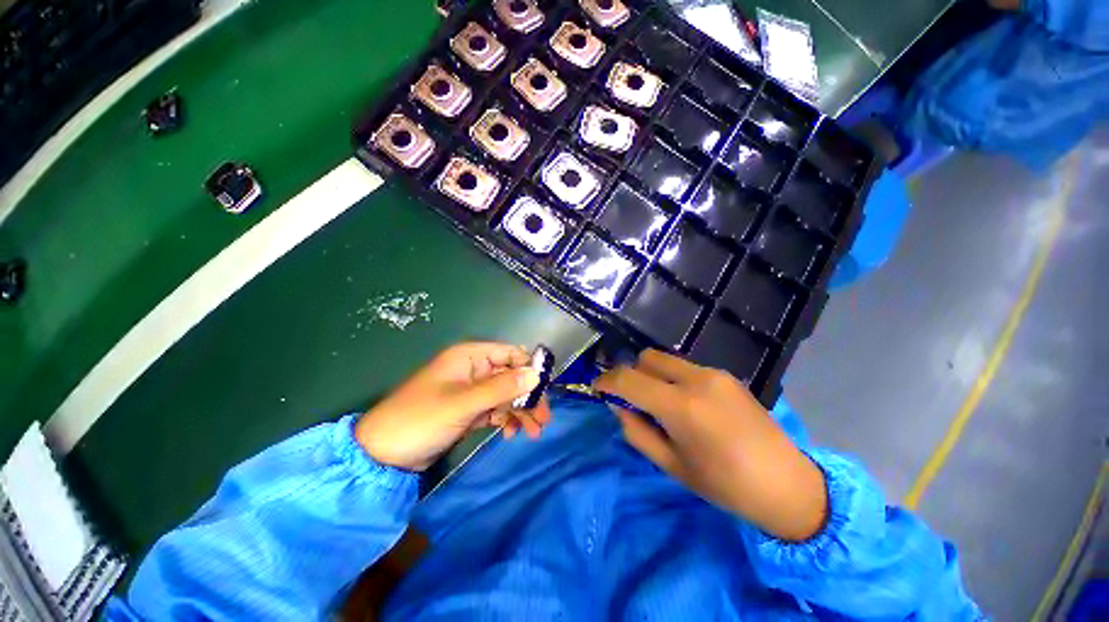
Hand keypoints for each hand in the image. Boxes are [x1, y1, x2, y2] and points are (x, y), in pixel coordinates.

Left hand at [355, 342, 550, 470]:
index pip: (510, 353)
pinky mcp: (468, 409)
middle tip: (544, 419)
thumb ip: (501, 388)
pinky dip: (505, 419)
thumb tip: (535, 375)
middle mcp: (473, 369)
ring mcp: (471, 390)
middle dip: (528, 396)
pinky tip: (510, 433)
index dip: (529, 368)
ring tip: (533, 432)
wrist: (382, 455)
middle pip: (511, 376)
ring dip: (520, 411)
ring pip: (505, 394)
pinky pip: (495, 409)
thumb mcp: (463, 403)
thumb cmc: (420, 419)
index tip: (544, 390)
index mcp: (470, 356)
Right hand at [595, 350, 826, 540]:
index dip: (606, 381)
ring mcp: (714, 373)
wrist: (787, 484)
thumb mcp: (670, 464)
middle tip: (633, 400)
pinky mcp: (726, 375)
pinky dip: (673, 378)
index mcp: (681, 406)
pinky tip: (687, 404)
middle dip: (631, 374)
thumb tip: (617, 405)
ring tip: (662, 403)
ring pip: (665, 359)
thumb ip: (635, 430)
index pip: (628, 379)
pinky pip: (685, 367)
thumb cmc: (724, 485)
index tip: (598, 390)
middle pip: (646, 358)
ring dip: (652, 375)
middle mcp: (696, 379)